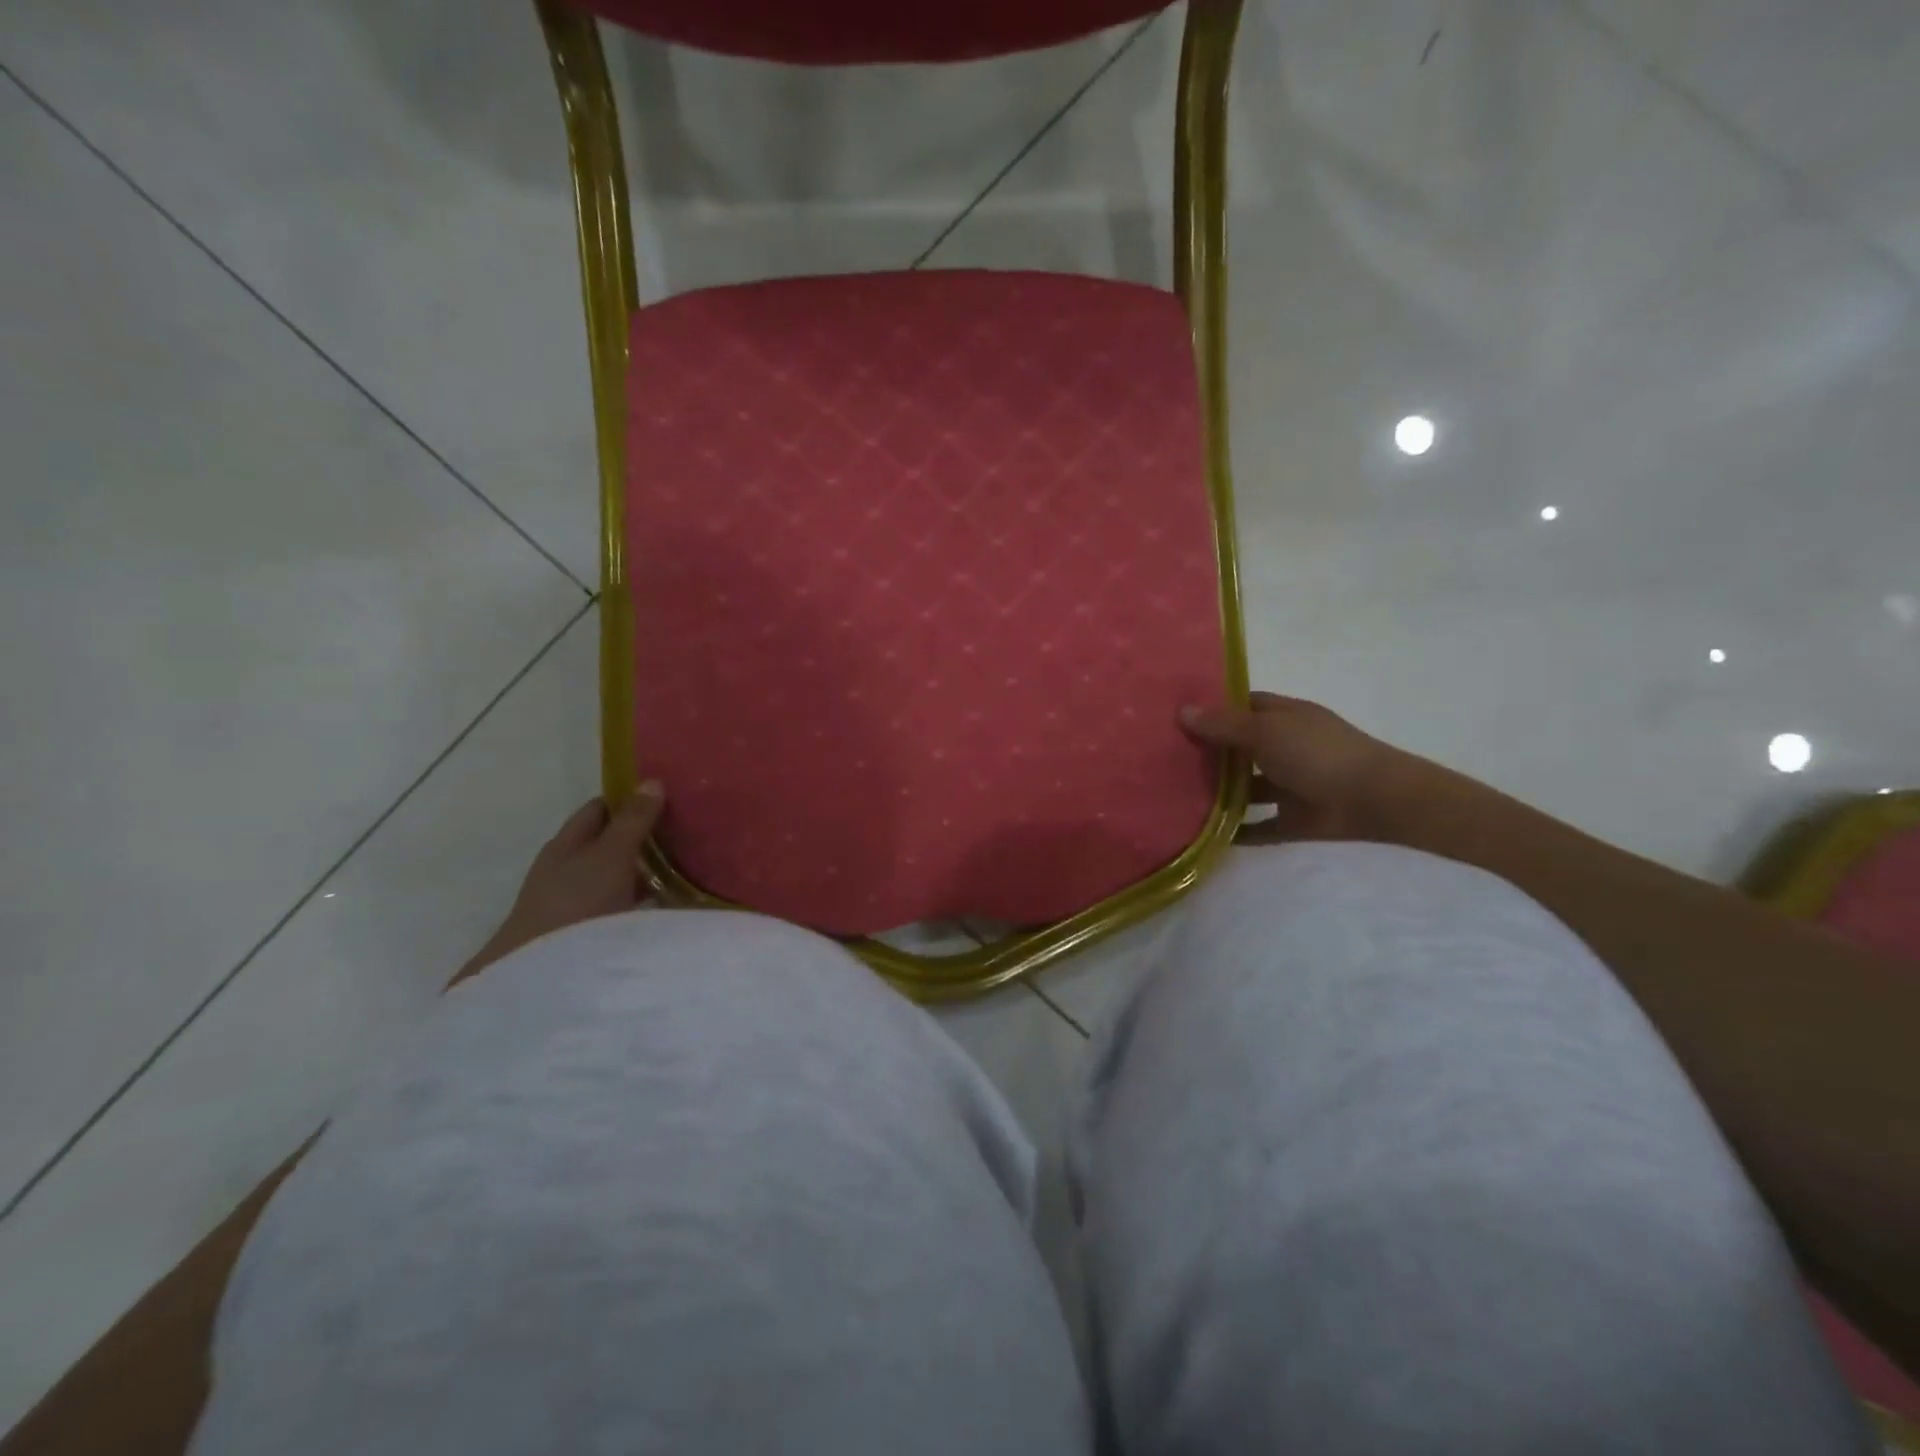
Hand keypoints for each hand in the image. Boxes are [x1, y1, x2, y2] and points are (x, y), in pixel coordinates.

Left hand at [450, 784, 665, 985]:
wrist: (541, 975)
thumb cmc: (576, 903)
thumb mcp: (611, 856)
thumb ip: (632, 821)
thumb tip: (651, 781)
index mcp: (566, 843)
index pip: (597, 809)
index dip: (626, 800)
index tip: (663, 798)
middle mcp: (564, 868)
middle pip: (605, 842)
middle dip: (638, 836)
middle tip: (681, 833)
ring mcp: (570, 902)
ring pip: (611, 875)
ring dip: (639, 871)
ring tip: (681, 869)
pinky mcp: (581, 932)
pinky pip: (617, 904)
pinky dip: (638, 900)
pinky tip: (662, 906)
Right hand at [1181, 692, 1412, 842]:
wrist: (1375, 799)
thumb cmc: (1318, 753)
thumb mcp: (1266, 731)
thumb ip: (1224, 725)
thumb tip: (1182, 711)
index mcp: (1284, 717)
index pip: (1243, 706)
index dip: (1214, 708)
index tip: (1177, 716)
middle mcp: (1286, 747)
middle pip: (1241, 747)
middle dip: (1210, 752)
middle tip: (1164, 758)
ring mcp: (1292, 784)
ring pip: (1248, 787)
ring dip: (1220, 793)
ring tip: (1177, 796)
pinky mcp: (1294, 819)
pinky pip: (1260, 825)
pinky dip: (1238, 830)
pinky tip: (1206, 833)